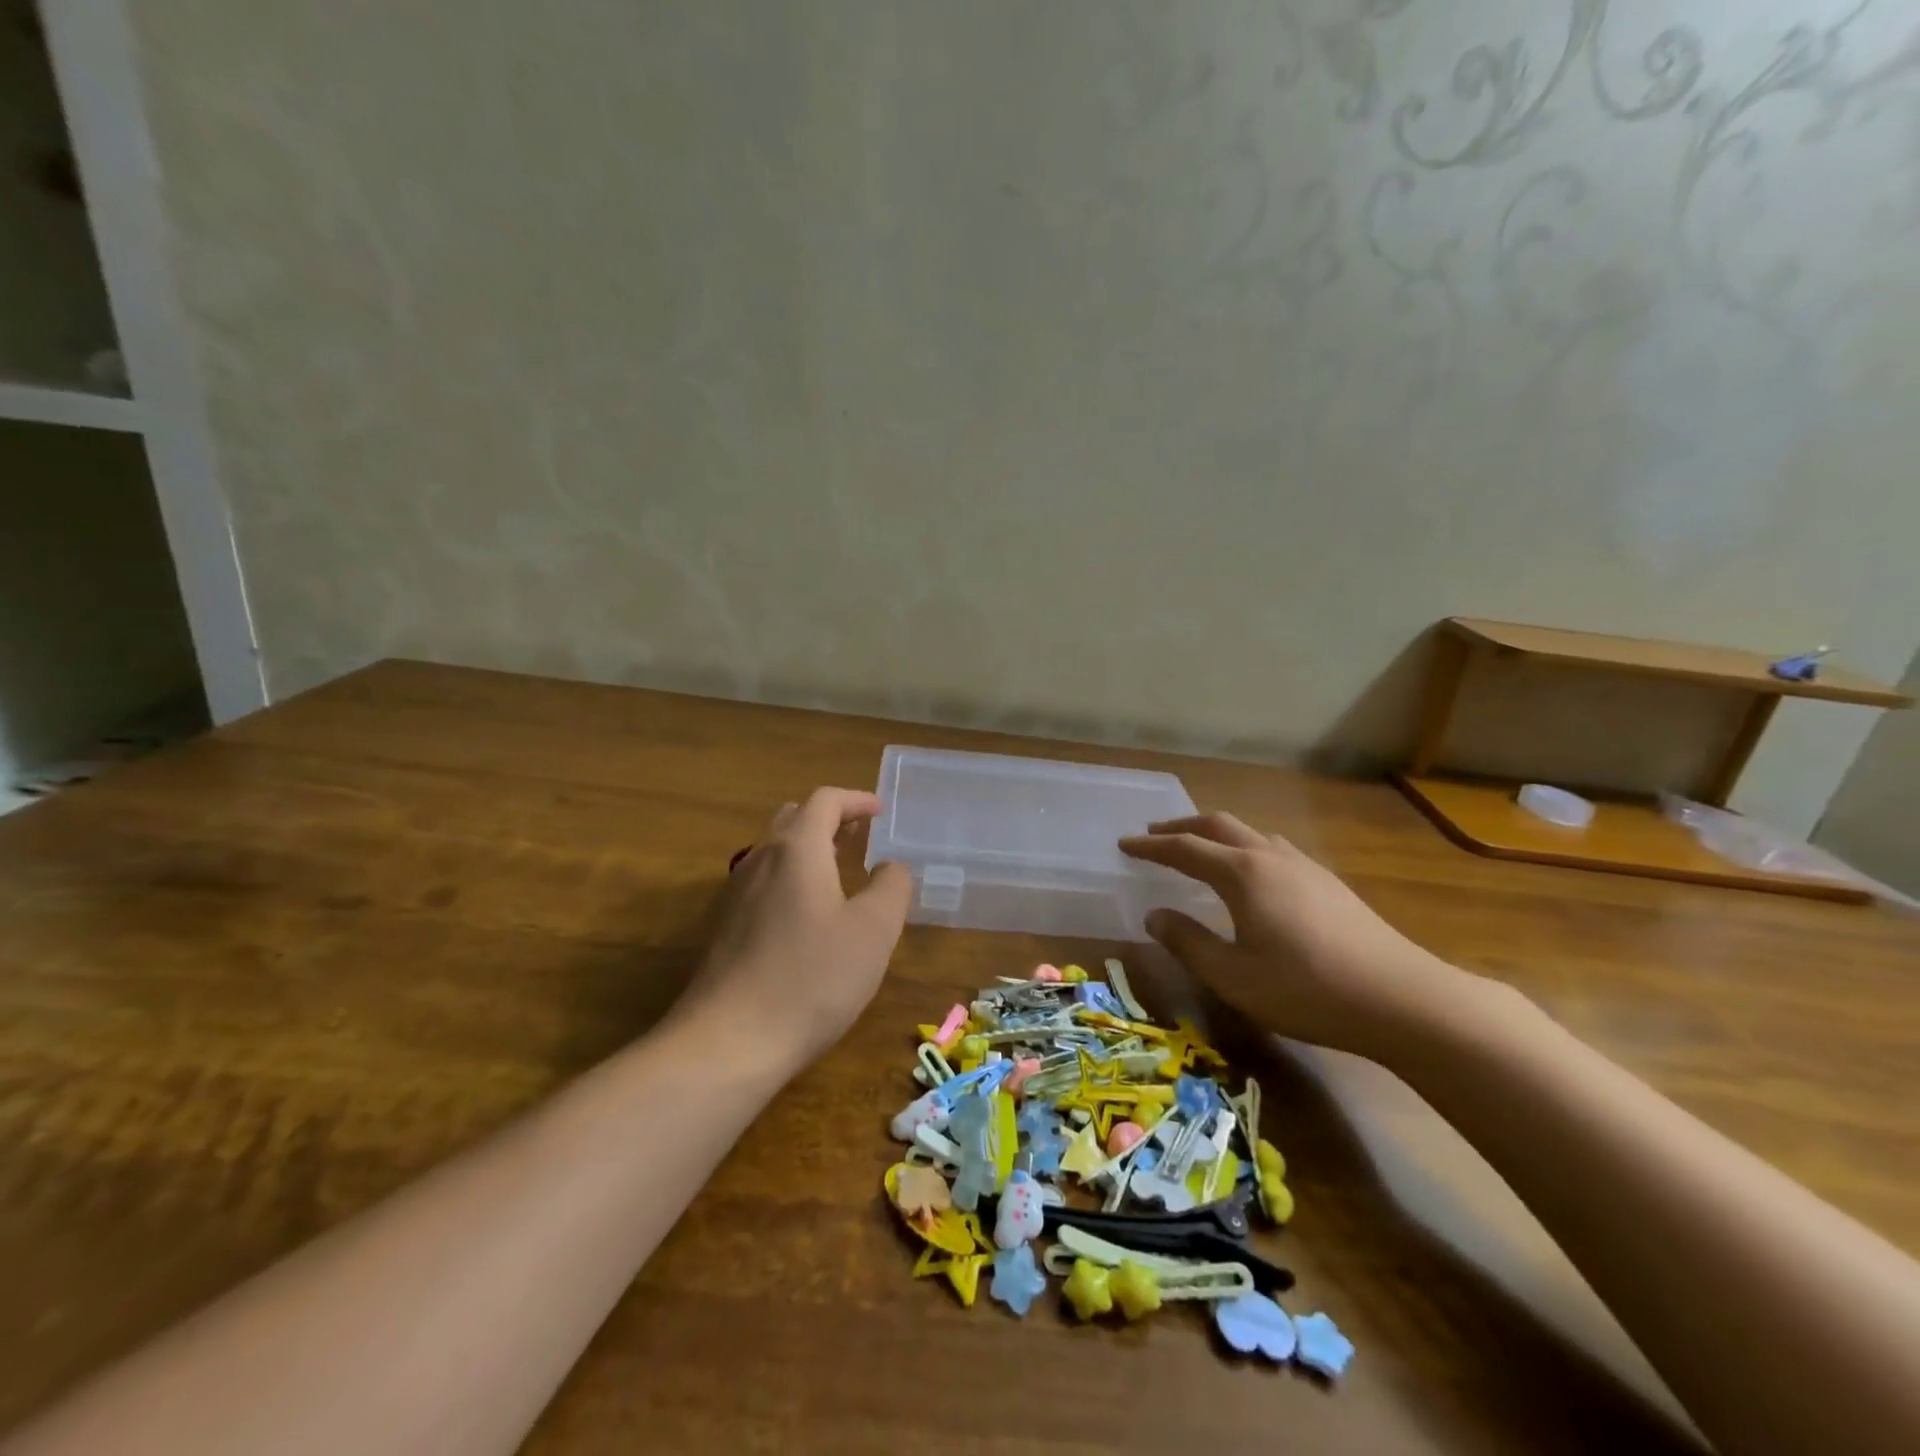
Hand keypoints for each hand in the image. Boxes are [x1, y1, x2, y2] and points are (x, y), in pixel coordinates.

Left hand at [681, 788, 913, 1065]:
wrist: (728, 1042)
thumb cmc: (812, 978)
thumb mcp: (873, 931)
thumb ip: (891, 887)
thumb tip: (890, 867)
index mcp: (797, 849)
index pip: (825, 800)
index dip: (856, 800)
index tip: (880, 812)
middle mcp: (760, 859)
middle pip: (794, 818)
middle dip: (830, 819)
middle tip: (861, 836)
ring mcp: (736, 894)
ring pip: (774, 851)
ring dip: (809, 848)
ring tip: (839, 870)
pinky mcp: (725, 927)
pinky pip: (763, 882)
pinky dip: (791, 877)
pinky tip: (808, 914)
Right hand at [1120, 811, 1481, 1061]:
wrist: (1401, 999)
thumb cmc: (1305, 988)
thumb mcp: (1233, 975)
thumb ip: (1188, 942)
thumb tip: (1155, 915)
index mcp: (1242, 873)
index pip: (1185, 849)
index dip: (1151, 846)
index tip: (1124, 844)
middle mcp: (1270, 857)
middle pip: (1219, 826)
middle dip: (1182, 827)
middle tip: (1154, 835)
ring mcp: (1305, 866)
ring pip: (1251, 833)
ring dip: (1216, 834)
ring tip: (1200, 848)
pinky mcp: (1328, 883)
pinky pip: (1273, 848)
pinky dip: (1246, 848)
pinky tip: (1253, 874)